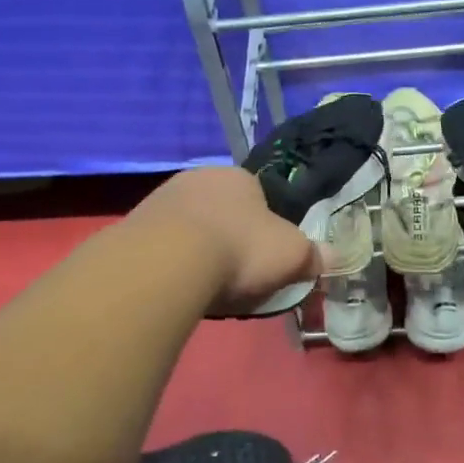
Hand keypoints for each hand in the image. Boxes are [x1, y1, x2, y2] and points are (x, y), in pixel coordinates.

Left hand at [127, 166, 319, 314]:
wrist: (168, 262)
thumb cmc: (240, 249)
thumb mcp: (292, 256)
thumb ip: (312, 255)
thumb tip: (329, 257)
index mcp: (239, 177)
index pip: (260, 198)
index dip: (266, 229)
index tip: (265, 258)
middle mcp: (199, 177)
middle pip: (223, 212)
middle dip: (230, 238)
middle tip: (237, 274)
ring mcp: (162, 198)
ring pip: (191, 227)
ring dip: (198, 251)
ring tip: (206, 286)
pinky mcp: (134, 225)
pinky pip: (163, 245)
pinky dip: (172, 262)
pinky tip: (178, 285)